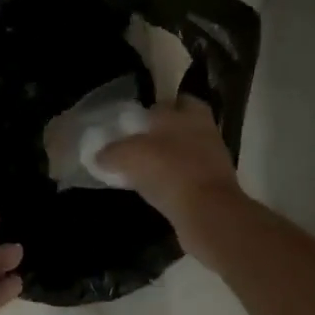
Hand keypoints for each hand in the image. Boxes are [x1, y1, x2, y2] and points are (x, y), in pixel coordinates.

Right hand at [96, 96, 245, 262]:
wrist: (208, 212)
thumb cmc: (169, 171)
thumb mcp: (129, 156)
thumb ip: (112, 152)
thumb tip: (99, 156)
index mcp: (188, 111)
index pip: (167, 102)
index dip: (148, 112)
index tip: (131, 124)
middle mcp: (204, 129)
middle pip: (178, 126)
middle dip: (159, 135)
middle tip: (135, 147)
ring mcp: (213, 158)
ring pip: (185, 152)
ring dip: (168, 159)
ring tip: (142, 171)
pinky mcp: (215, 185)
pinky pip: (188, 177)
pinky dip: (174, 181)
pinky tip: (156, 190)